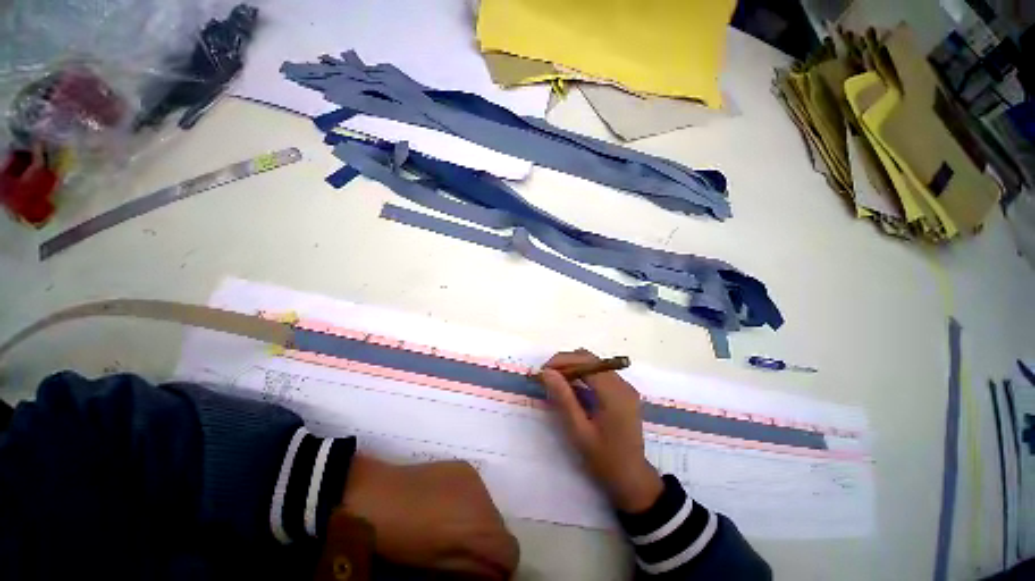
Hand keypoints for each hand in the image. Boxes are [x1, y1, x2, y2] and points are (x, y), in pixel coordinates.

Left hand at [341, 456, 518, 578]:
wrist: (380, 496)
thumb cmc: (405, 541)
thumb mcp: (439, 569)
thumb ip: (473, 572)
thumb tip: (494, 575)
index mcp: (481, 527)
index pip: (511, 551)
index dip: (500, 568)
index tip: (483, 574)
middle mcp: (485, 497)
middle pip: (500, 527)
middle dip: (487, 542)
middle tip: (461, 550)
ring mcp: (475, 478)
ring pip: (489, 507)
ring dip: (478, 520)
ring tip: (451, 526)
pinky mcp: (464, 466)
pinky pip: (477, 490)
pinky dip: (469, 502)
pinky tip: (446, 506)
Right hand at [540, 350, 663, 513]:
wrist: (632, 479)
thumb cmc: (604, 459)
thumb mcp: (579, 430)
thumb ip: (563, 398)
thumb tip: (546, 372)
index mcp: (614, 393)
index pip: (585, 362)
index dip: (562, 361)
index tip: (542, 371)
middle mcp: (623, 384)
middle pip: (591, 359)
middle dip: (566, 362)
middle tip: (547, 375)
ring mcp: (625, 387)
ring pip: (595, 364)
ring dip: (574, 367)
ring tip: (556, 379)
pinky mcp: (624, 392)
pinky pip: (601, 373)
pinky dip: (584, 374)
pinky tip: (572, 386)